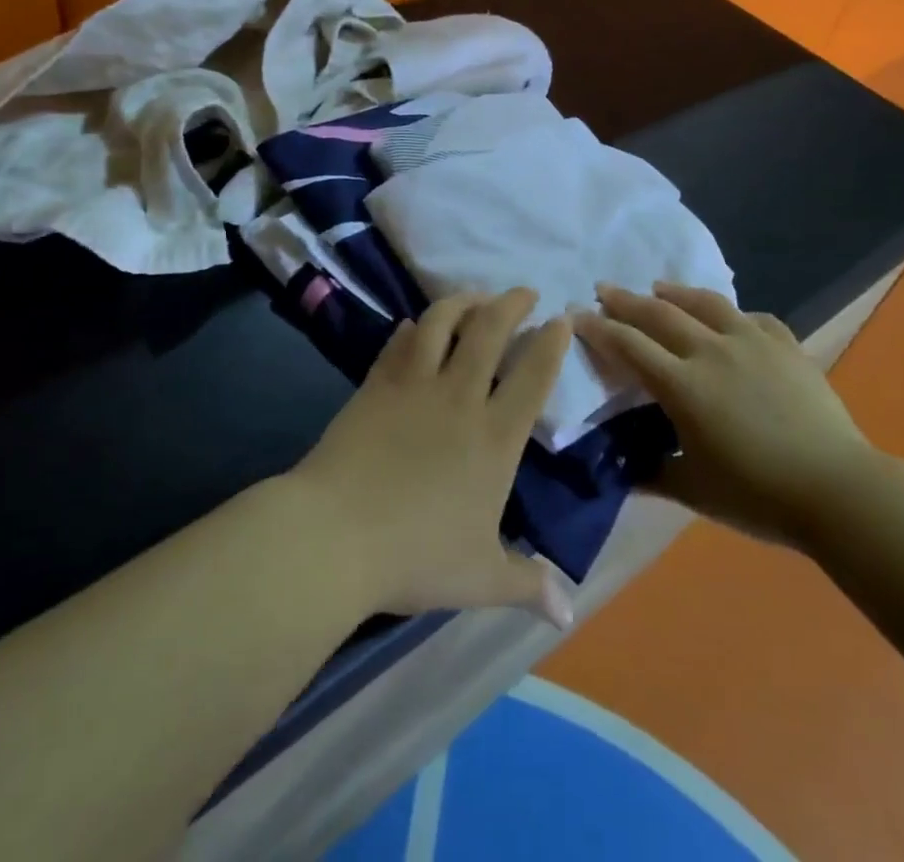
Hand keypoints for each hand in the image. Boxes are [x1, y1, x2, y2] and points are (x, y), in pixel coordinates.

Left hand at [291, 289, 575, 627]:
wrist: (336, 535)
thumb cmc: (416, 556)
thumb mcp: (480, 577)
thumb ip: (526, 584)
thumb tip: (567, 610)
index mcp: (495, 437)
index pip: (533, 375)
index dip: (552, 341)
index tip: (562, 319)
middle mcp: (460, 397)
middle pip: (490, 330)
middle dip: (512, 303)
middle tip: (524, 292)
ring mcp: (415, 384)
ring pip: (443, 321)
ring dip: (463, 301)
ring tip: (474, 296)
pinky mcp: (377, 383)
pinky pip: (400, 341)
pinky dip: (414, 327)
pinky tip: (417, 324)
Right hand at [575, 283, 872, 547]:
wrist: (837, 489)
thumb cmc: (758, 495)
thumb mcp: (694, 489)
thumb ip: (653, 473)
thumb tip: (623, 469)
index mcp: (683, 385)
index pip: (629, 346)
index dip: (599, 329)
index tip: (577, 316)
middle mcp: (711, 352)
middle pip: (659, 314)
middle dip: (626, 300)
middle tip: (604, 289)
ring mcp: (752, 342)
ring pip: (705, 304)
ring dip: (675, 293)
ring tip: (659, 287)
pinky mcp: (786, 345)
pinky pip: (753, 319)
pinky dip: (733, 315)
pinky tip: (730, 319)